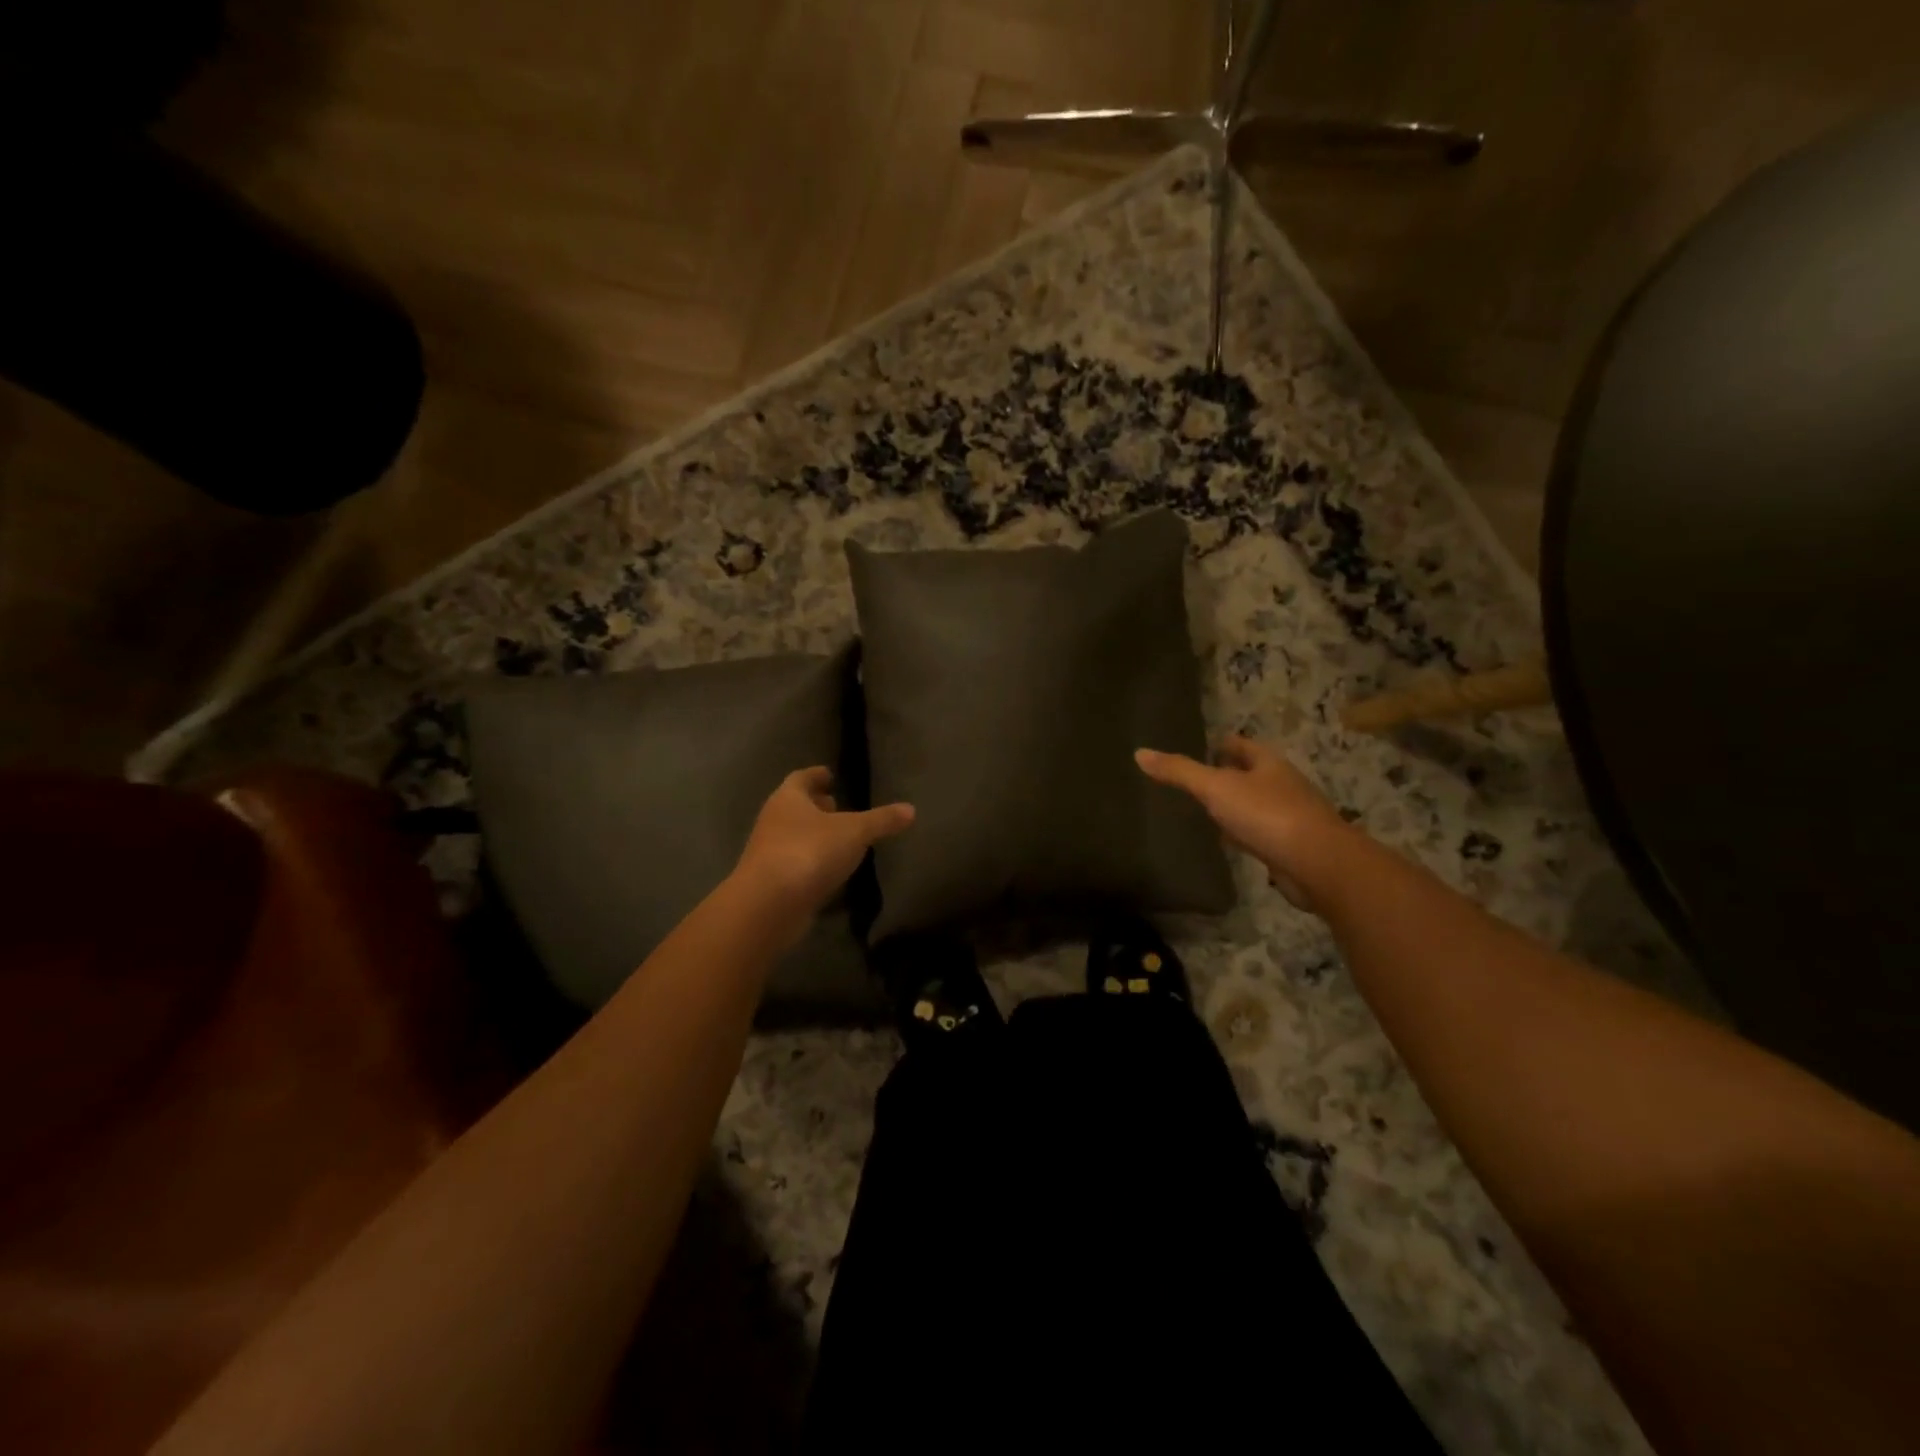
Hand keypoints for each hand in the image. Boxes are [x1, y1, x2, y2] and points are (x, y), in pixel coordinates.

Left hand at [732, 767, 914, 922]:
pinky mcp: (772, 883)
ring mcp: (769, 853)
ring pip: (794, 835)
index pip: (801, 778)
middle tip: (838, 805)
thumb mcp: (854, 832)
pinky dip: (812, 862)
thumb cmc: (809, 852)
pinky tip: (831, 870)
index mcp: (788, 799)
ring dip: (814, 835)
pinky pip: (796, 864)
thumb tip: (911, 809)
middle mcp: (774, 821)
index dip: (816, 775)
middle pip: (795, 807)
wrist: (768, 905)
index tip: (830, 775)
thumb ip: (881, 821)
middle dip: (816, 805)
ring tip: (840, 838)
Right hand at [1135, 735, 1352, 909]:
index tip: (1199, 747)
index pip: (1241, 745)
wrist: (1319, 864)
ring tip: (1204, 810)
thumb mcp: (1216, 788)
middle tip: (1194, 780)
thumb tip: (1140, 752)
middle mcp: (1282, 785)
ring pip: (1256, 805)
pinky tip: (1227, 842)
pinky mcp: (1290, 847)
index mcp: (1268, 763)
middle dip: (1227, 774)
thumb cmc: (1267, 815)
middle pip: (1251, 774)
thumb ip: (1179, 772)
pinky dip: (1243, 834)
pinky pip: (1260, 834)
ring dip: (1235, 806)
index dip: (1221, 744)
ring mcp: (1290, 817)